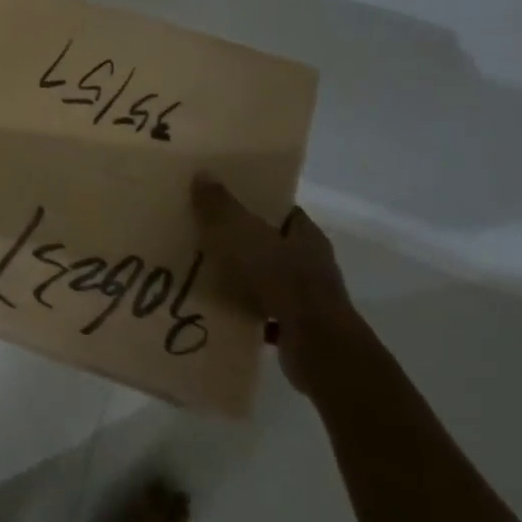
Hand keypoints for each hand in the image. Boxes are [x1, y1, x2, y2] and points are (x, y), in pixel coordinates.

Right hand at [191, 176, 364, 394]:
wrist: (318, 348)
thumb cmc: (283, 281)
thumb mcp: (244, 236)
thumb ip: (221, 207)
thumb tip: (203, 174)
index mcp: (306, 236)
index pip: (282, 211)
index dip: (255, 203)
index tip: (223, 200)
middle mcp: (312, 263)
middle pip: (273, 244)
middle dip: (243, 241)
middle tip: (204, 234)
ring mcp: (307, 299)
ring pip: (268, 279)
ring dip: (242, 278)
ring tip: (204, 272)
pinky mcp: (298, 329)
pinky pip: (264, 313)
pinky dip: (245, 311)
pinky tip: (219, 309)